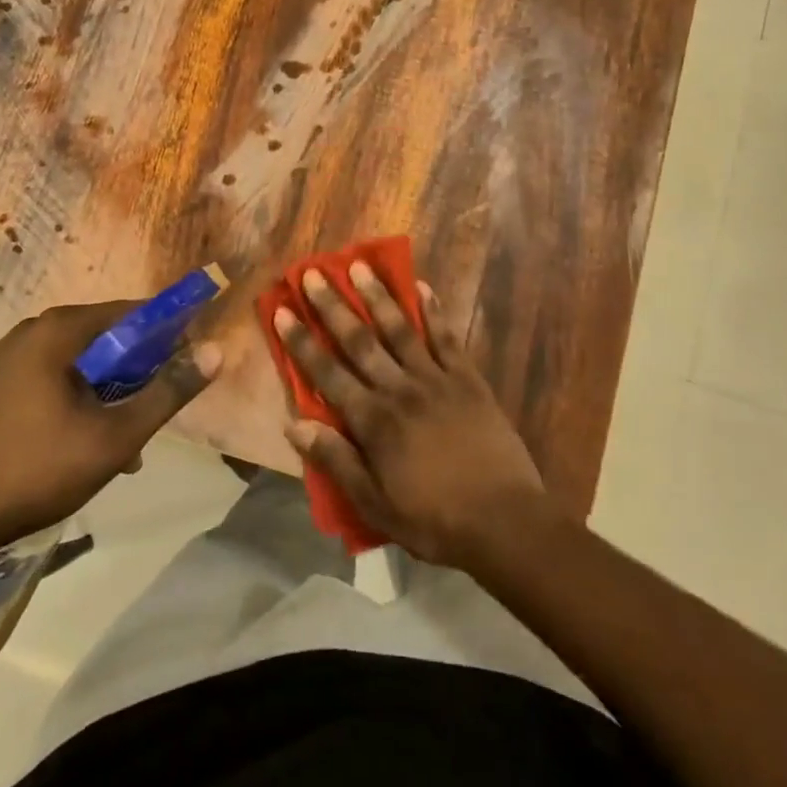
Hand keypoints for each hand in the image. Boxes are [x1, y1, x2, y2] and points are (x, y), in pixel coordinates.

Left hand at [0, 300, 220, 550]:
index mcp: (59, 331)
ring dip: (94, 392)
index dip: (162, 335)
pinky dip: (57, 400)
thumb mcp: (116, 436)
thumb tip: (216, 350)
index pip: (128, 313)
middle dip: (128, 374)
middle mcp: (25, 333)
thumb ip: (168, 391)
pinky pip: (32, 382)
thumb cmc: (36, 469)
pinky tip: (59, 445)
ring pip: (64, 364)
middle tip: (143, 414)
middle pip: (97, 339)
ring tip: (107, 443)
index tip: (180, 364)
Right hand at [274, 266, 557, 569]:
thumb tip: (294, 425)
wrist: (503, 521)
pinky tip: (424, 288)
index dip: (302, 342)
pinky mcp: (468, 379)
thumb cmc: (433, 519)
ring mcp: (436, 380)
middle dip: (333, 306)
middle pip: (360, 341)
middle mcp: (400, 389)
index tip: (283, 311)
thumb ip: (335, 461)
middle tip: (314, 273)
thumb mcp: (374, 504)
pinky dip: (434, 312)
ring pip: (400, 329)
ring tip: (360, 265)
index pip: (327, 373)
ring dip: (378, 296)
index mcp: (373, 421)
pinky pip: (446, 338)